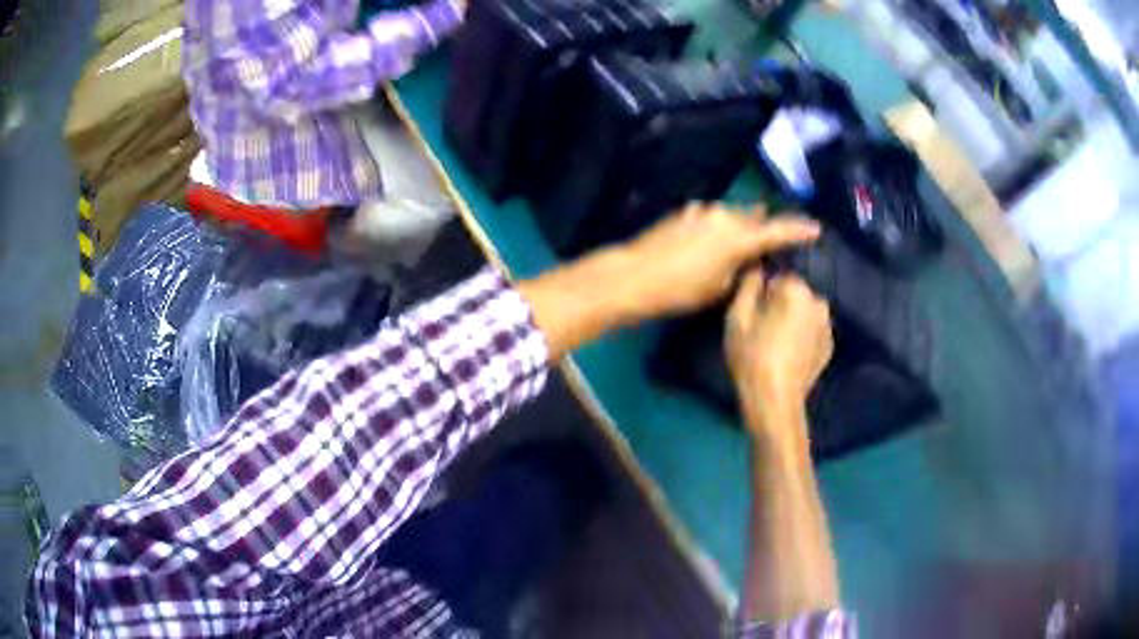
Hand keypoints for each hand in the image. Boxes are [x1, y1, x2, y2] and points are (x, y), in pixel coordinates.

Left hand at [615, 204, 819, 320]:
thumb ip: (742, 270)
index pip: (778, 230)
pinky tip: (712, 240)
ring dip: (741, 225)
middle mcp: (725, 216)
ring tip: (742, 242)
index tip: (816, 229)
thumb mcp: (720, 288)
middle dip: (765, 227)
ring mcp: (703, 210)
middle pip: (755, 218)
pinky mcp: (686, 211)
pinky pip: (712, 216)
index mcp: (739, 237)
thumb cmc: (681, 290)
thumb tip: (751, 260)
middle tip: (773, 241)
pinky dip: (719, 225)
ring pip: (733, 215)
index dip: (799, 230)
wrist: (634, 275)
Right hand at [726, 270, 832, 438]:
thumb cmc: (753, 357)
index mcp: (797, 290)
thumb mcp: (738, 318)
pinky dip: (802, 336)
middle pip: (793, 295)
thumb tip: (756, 267)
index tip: (752, 314)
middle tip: (761, 330)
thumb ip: (748, 286)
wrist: (775, 401)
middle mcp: (818, 302)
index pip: (777, 278)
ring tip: (775, 343)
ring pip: (804, 313)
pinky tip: (788, 355)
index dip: (761, 294)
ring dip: (792, 320)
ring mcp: (827, 326)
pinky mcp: (829, 347)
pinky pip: (812, 331)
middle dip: (779, 305)